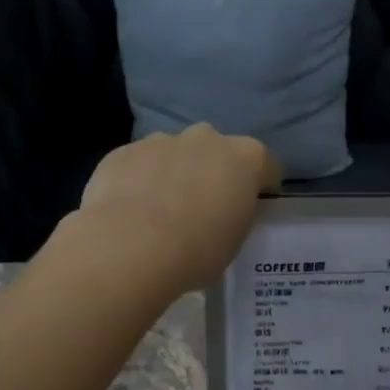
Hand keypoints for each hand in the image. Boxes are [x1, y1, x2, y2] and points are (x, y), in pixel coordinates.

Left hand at [75, 124, 281, 292]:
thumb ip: (234, 217)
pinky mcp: (123, 152)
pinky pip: (139, 164)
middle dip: (213, 173)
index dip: (260, 187)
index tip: (251, 208)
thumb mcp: (234, 242)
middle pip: (217, 152)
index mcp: (245, 158)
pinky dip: (139, 181)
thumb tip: (222, 214)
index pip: (266, 166)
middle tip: (203, 209)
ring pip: (174, 154)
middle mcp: (206, 138)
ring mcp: (161, 140)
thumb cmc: (196, 251)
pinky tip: (130, 212)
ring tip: (160, 213)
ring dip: (174, 174)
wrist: (132, 247)